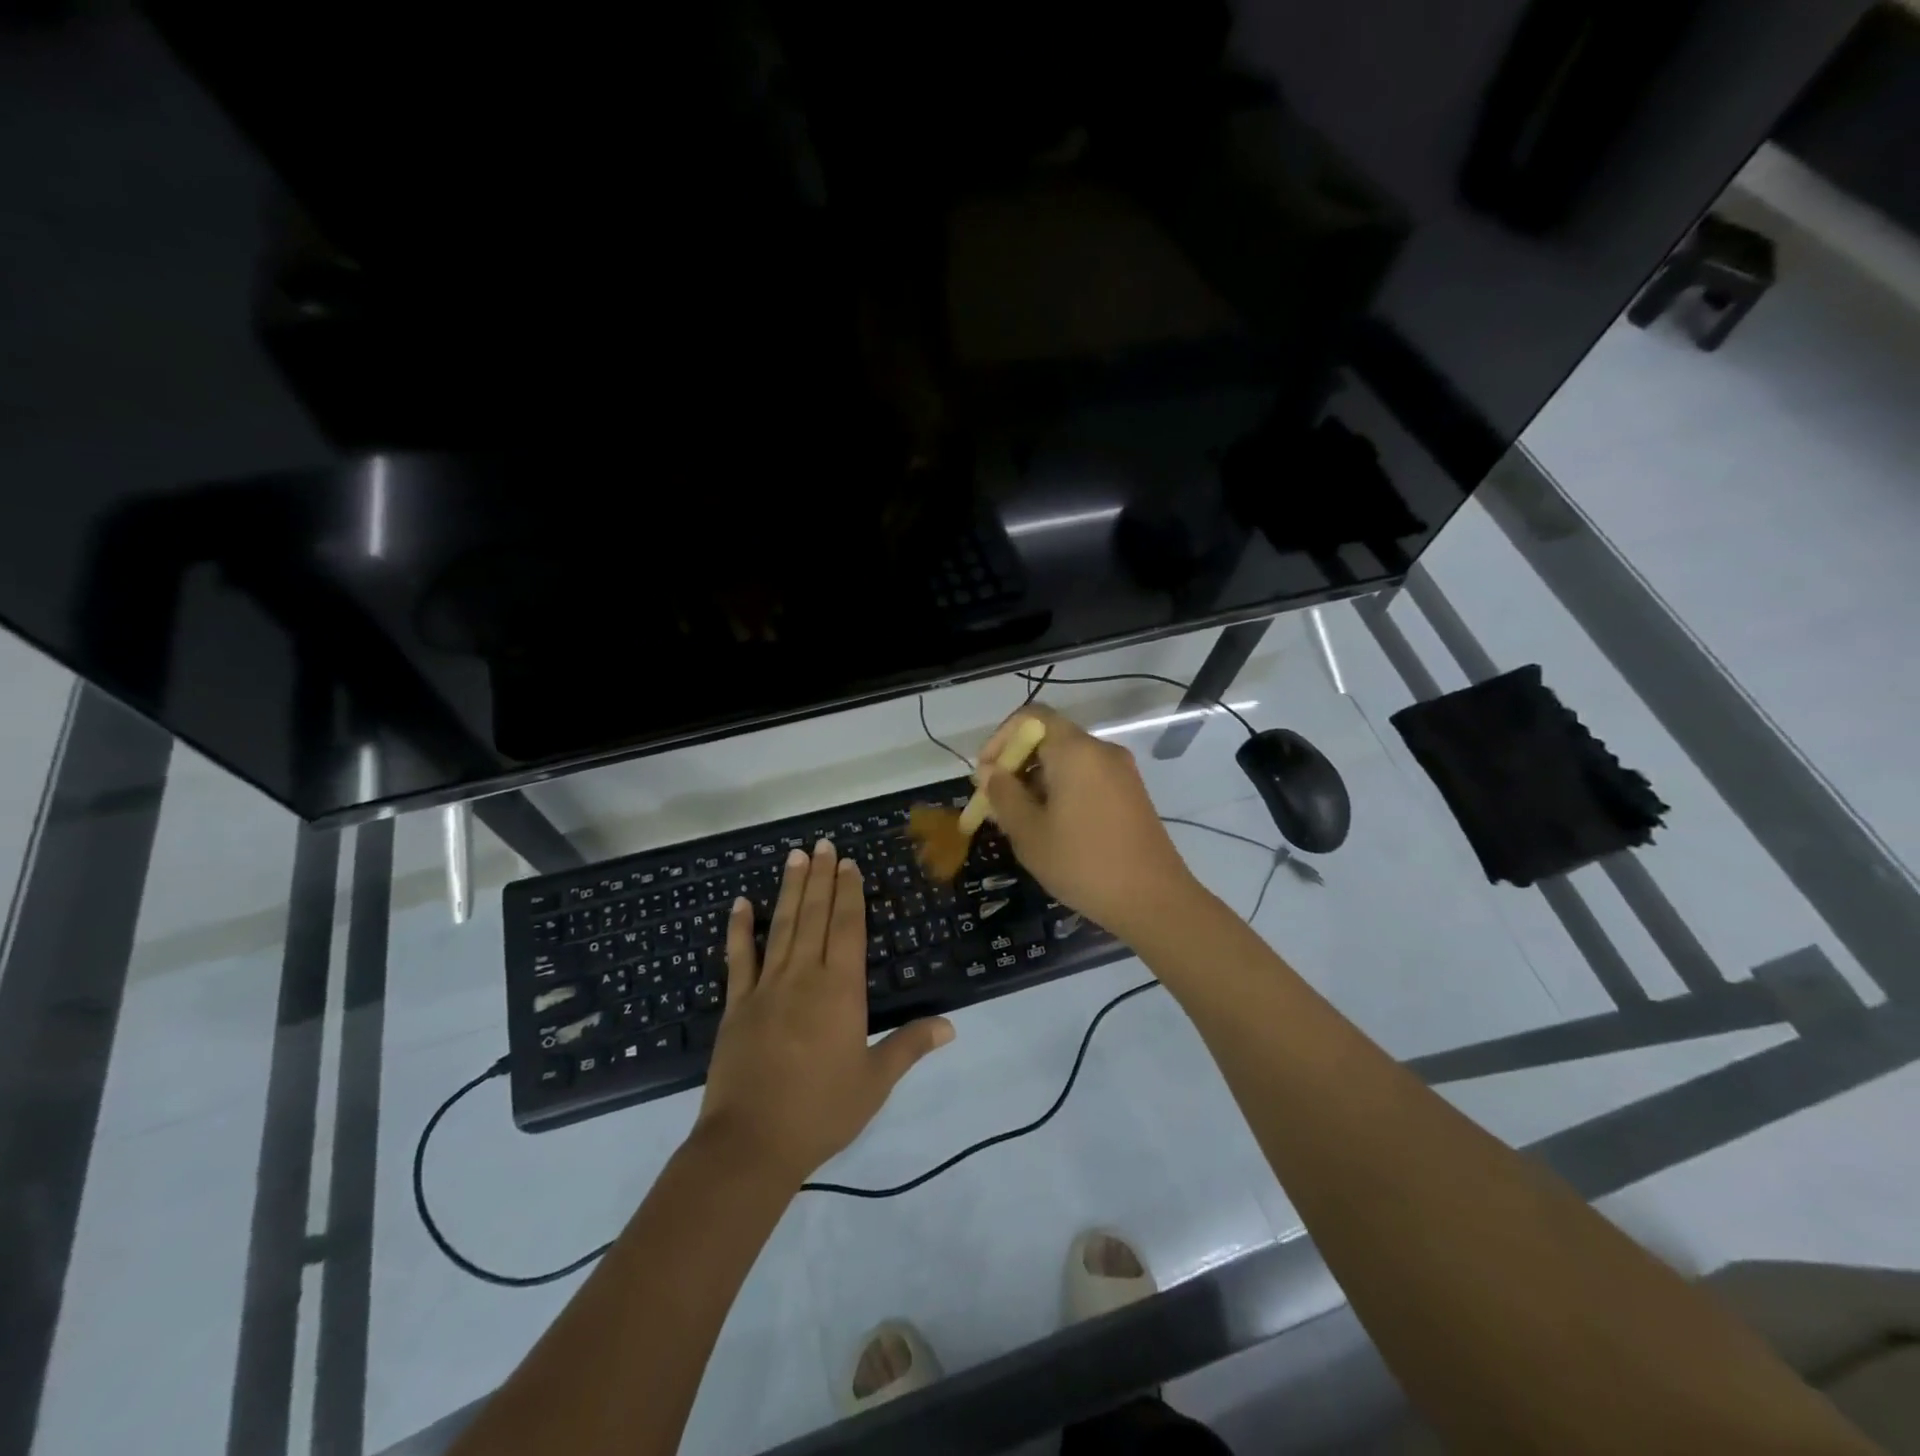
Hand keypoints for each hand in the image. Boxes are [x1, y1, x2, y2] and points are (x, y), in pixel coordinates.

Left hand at [696, 840, 953, 1183]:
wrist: (751, 1143)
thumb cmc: (821, 1111)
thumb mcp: (874, 1081)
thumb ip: (910, 1046)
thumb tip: (951, 1025)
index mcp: (841, 990)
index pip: (848, 928)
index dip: (850, 893)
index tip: (848, 863)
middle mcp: (804, 976)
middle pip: (815, 916)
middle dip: (822, 878)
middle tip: (823, 844)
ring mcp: (766, 987)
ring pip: (782, 926)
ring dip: (790, 890)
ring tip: (795, 856)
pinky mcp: (737, 1005)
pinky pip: (738, 958)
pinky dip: (739, 929)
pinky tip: (741, 903)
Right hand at [978, 704, 1202, 943]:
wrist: (1153, 900)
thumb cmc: (1083, 863)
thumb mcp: (1029, 832)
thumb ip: (1003, 794)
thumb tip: (990, 772)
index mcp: (1075, 750)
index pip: (1031, 717)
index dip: (1000, 739)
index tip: (985, 774)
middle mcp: (1101, 750)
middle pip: (1049, 738)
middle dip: (1016, 764)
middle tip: (996, 802)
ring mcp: (1121, 772)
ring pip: (1068, 761)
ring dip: (1037, 781)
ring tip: (1019, 821)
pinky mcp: (1131, 794)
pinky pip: (1087, 778)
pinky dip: (1062, 791)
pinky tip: (1051, 827)